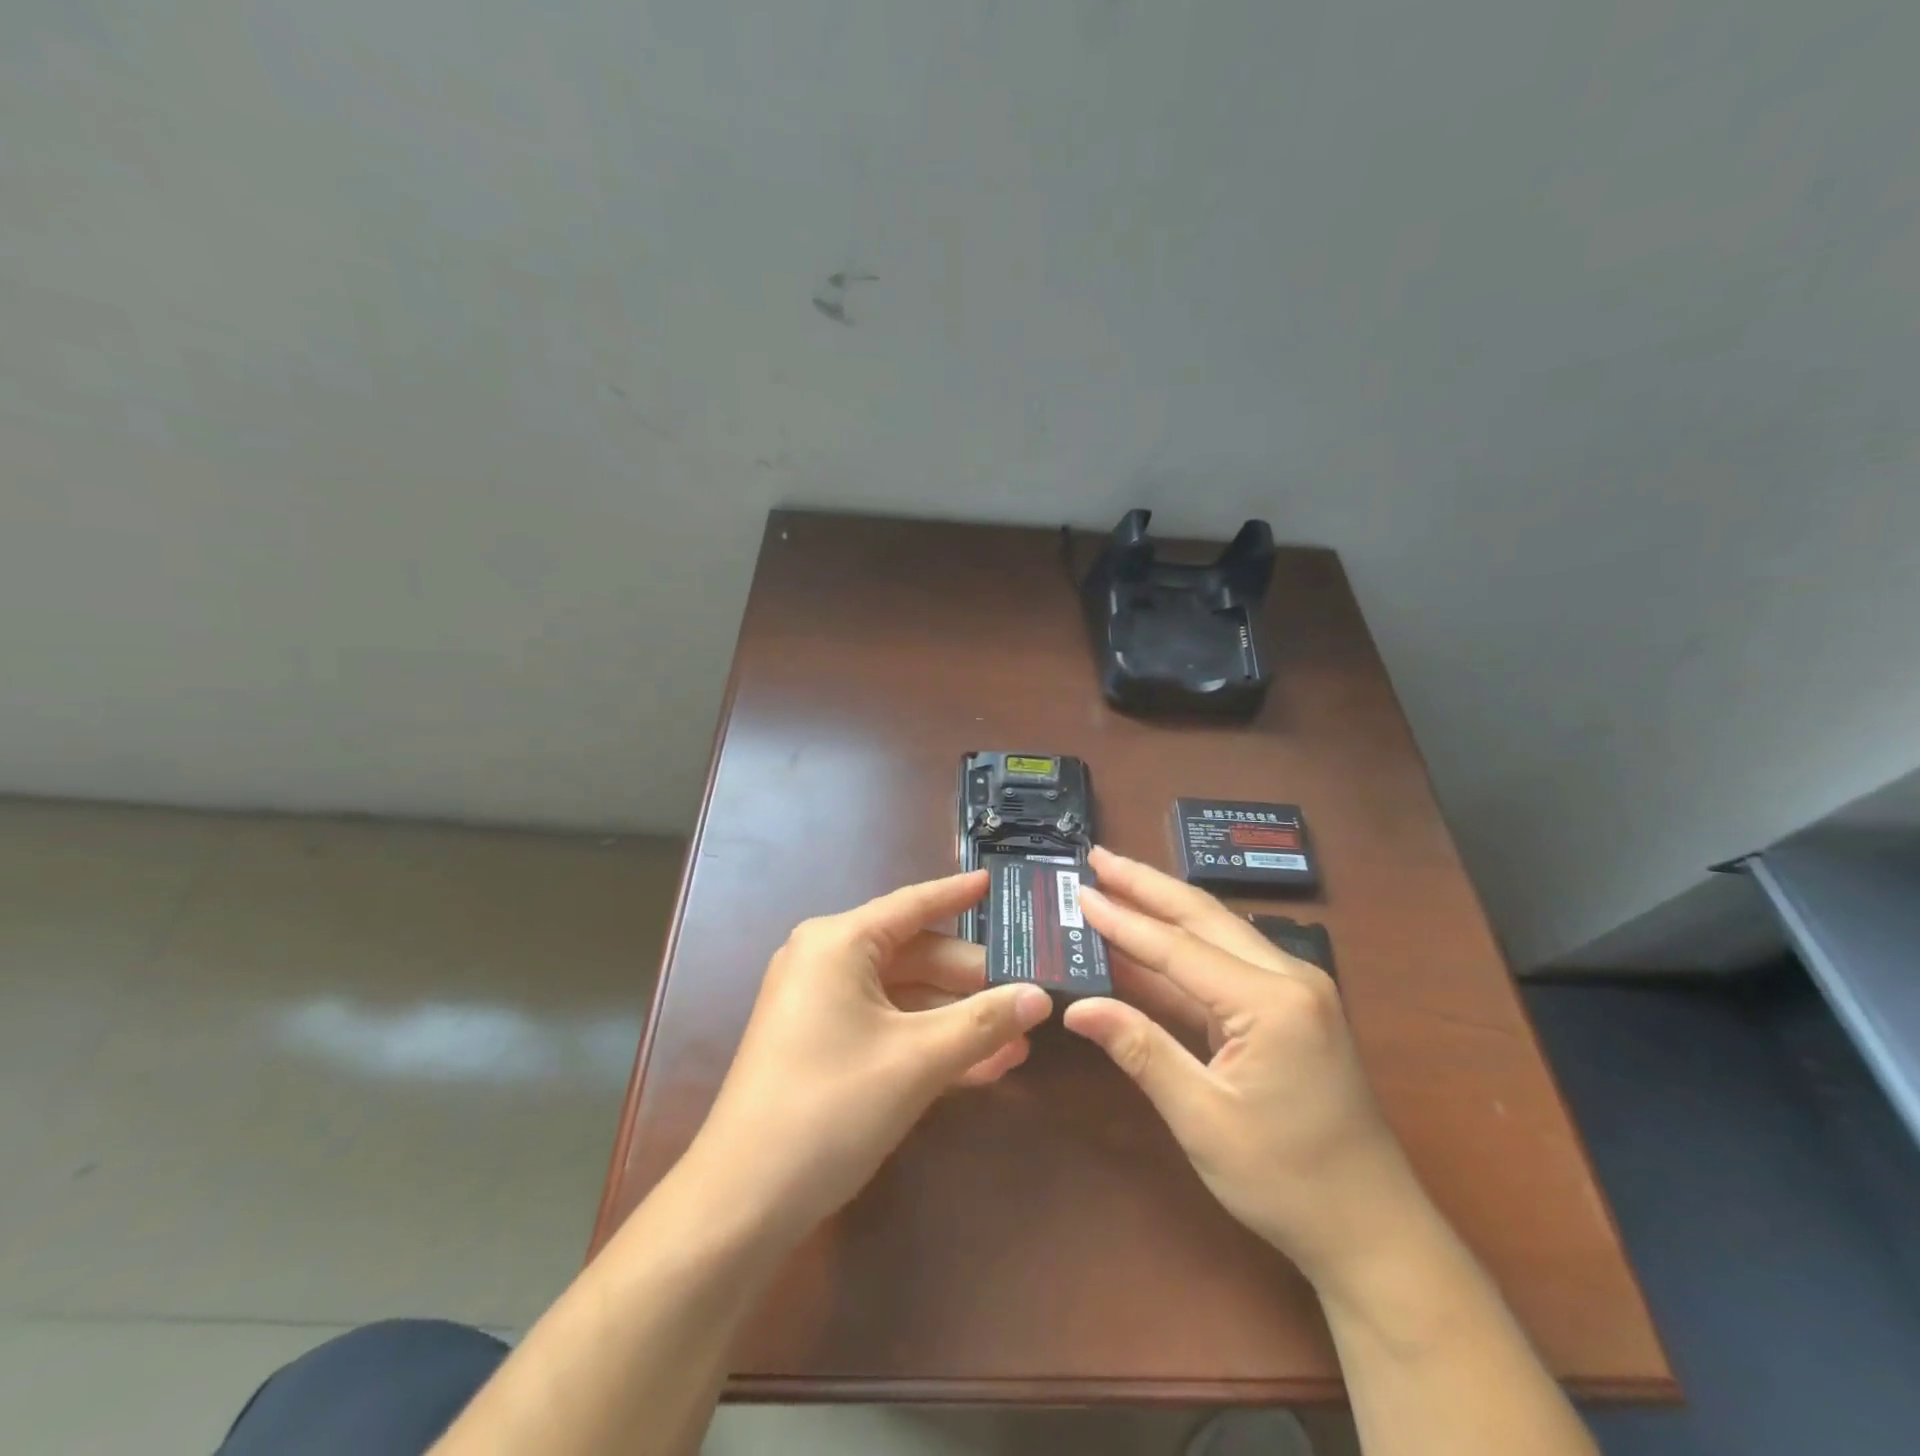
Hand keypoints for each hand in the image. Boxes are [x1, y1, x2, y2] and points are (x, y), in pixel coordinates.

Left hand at [682, 871, 1052, 1244]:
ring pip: (906, 998)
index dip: (958, 894)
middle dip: (973, 982)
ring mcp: (822, 1006)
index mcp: (839, 942)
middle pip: (916, 957)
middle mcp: (827, 961)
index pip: (914, 904)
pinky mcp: (823, 1046)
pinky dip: (929, 1044)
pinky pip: (887, 1029)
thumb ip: (984, 1022)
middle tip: (1029, 994)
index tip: (996, 881)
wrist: (742, 1203)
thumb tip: (1042, 996)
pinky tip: (983, 1067)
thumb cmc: (831, 1106)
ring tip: (1019, 1041)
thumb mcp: (917, 1061)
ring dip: (958, 1021)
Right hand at [1063, 849, 1433, 1291]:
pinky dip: (1182, 948)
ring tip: (1116, 880)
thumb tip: (1077, 1008)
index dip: (1123, 920)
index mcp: (1273, 1002)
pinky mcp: (1291, 1007)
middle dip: (1146, 885)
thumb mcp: (1203, 1119)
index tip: (1080, 891)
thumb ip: (1141, 1051)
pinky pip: (1227, 962)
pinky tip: (1149, 939)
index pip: (1179, 948)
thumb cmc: (1287, 1181)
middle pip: (1203, 917)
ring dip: (1164, 907)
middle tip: (1097, 857)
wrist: (1373, 1232)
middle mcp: (1290, 978)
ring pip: (1217, 932)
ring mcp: (1296, 989)